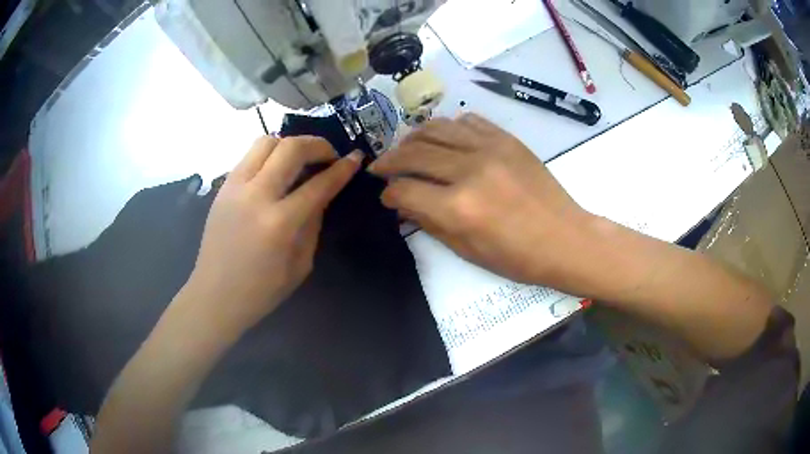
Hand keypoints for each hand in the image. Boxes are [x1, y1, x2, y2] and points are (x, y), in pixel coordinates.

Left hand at [186, 136, 361, 336]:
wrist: (214, 295)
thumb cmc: (261, 290)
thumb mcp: (300, 264)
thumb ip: (313, 224)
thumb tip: (321, 194)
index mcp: (279, 223)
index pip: (318, 184)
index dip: (342, 169)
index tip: (355, 158)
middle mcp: (256, 196)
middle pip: (291, 148)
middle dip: (318, 144)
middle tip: (329, 155)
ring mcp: (235, 187)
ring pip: (266, 141)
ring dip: (290, 144)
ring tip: (300, 159)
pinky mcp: (223, 187)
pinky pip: (249, 156)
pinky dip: (269, 154)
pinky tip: (276, 170)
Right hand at [369, 114, 591, 285]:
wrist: (564, 238)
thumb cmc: (517, 257)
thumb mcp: (467, 250)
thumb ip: (430, 223)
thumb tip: (403, 204)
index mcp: (458, 207)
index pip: (405, 190)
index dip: (389, 193)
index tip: (387, 195)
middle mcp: (469, 170)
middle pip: (413, 153)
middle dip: (390, 160)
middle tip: (381, 165)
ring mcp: (490, 148)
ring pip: (436, 128)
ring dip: (414, 137)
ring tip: (406, 147)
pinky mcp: (506, 139)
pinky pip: (468, 121)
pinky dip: (449, 127)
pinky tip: (445, 138)